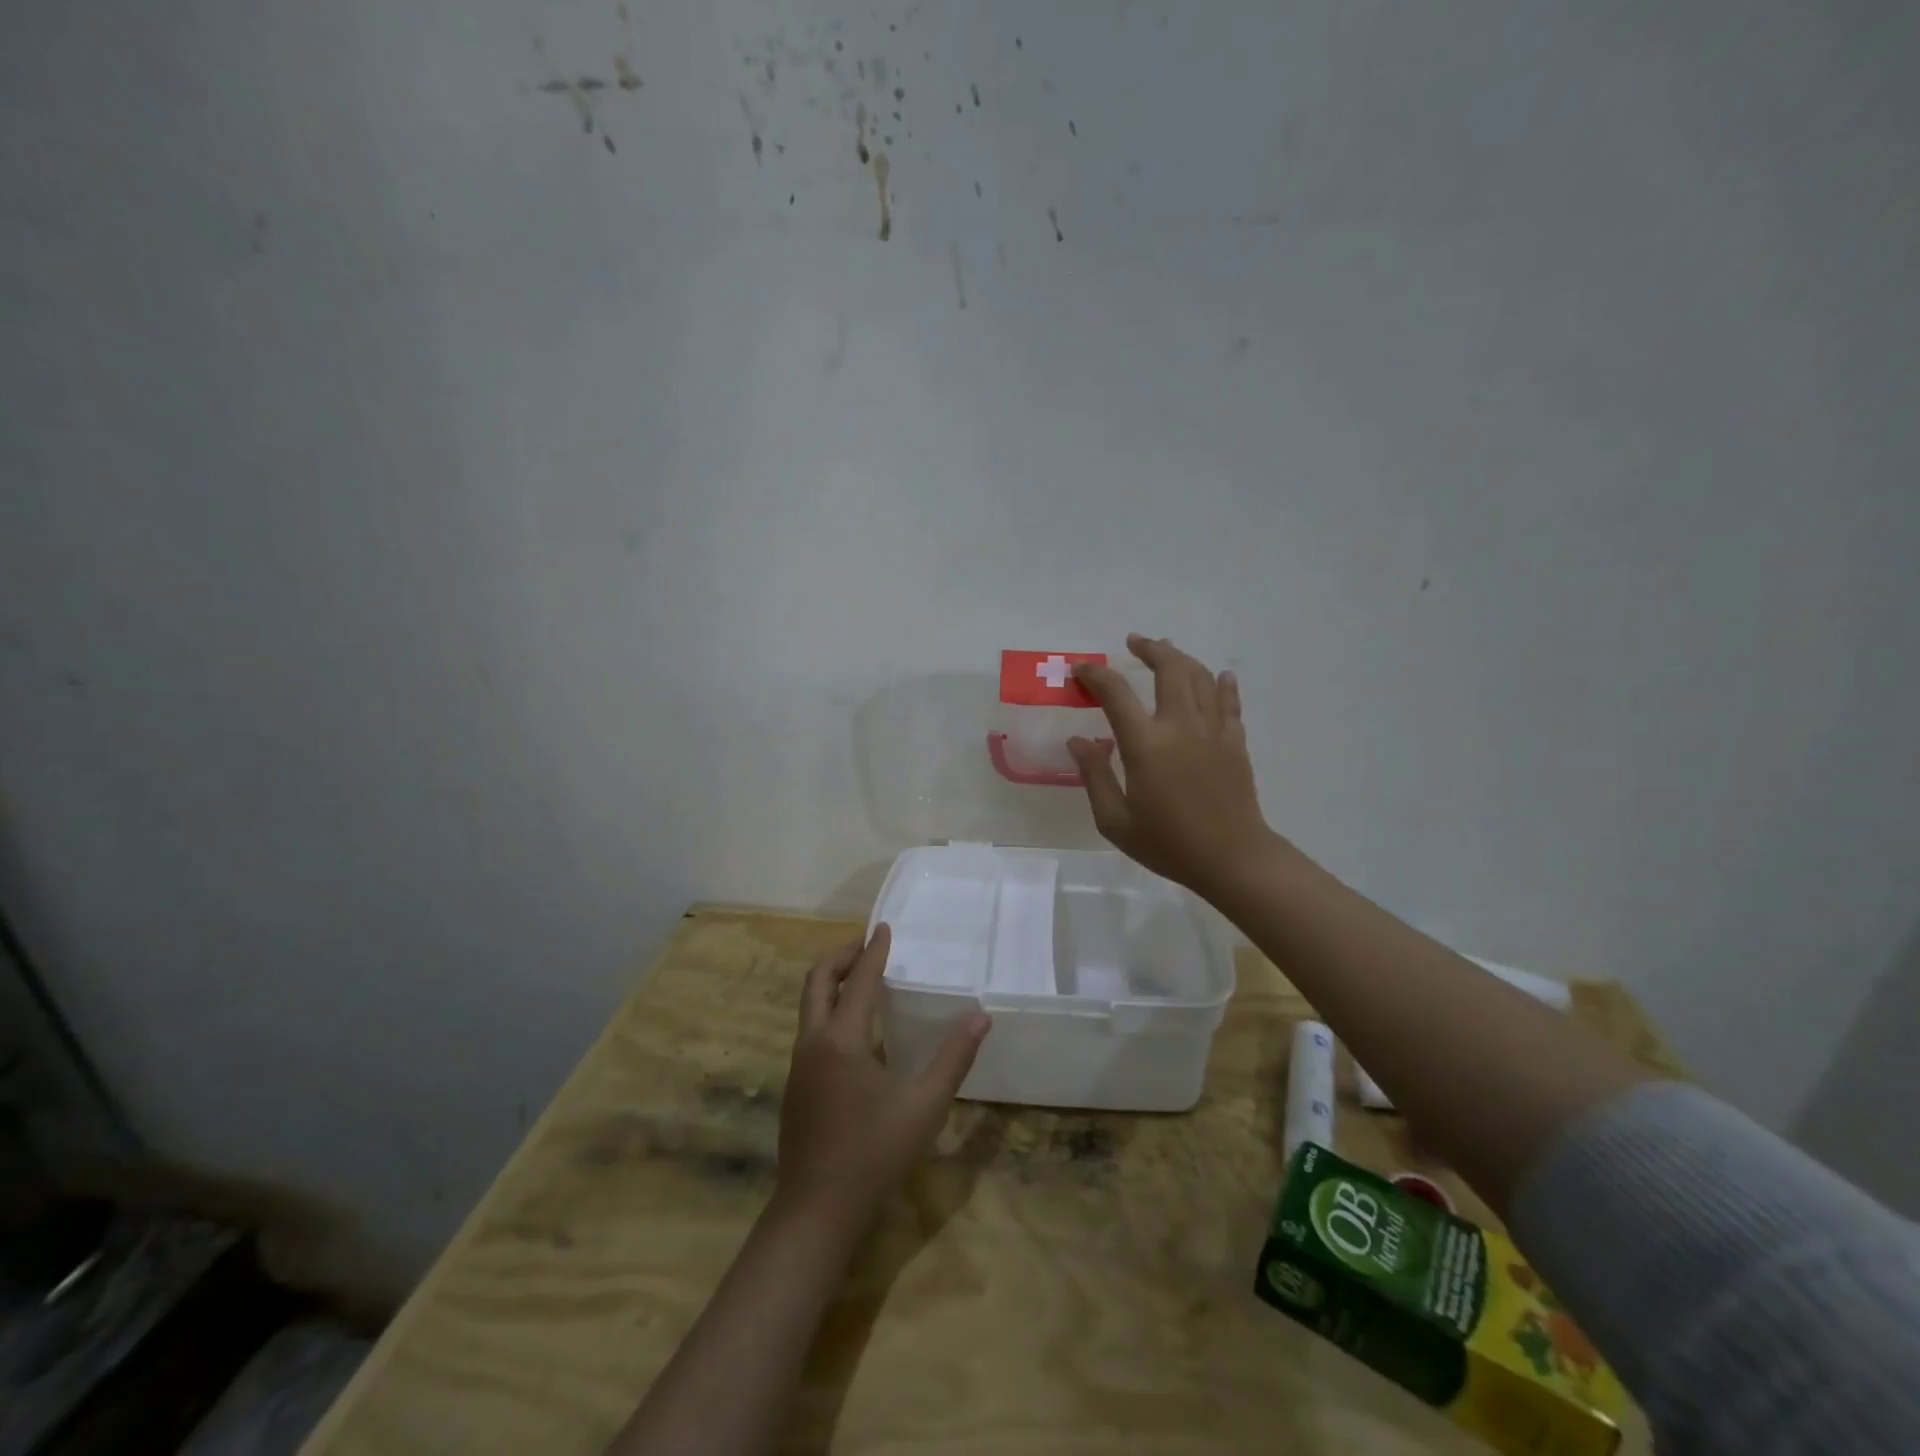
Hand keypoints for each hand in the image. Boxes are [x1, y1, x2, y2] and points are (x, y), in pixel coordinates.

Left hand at [775, 925, 990, 1238]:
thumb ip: (953, 1059)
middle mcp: (813, 1043)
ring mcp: (798, 1065)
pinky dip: (828, 1008)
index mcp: (841, 1041)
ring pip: (808, 1005)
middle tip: (866, 943)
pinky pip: (810, 1028)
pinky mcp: (795, 1085)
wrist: (815, 1213)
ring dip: (831, 981)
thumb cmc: (873, 1156)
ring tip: (861, 976)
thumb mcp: (924, 1108)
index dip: (873, 951)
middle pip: (817, 981)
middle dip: (840, 956)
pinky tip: (854, 1027)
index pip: (857, 980)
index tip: (884, 927)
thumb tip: (981, 1016)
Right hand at [1068, 634, 1281, 900]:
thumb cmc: (1168, 843)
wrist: (1233, 859)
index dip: (1095, 675)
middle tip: (1134, 643)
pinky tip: (1220, 676)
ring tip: (1167, 652)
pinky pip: (1229, 701)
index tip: (1081, 670)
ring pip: (1201, 677)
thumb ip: (1094, 775)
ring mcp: (1213, 730)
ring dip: (1181, 658)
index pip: (1115, 693)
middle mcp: (1181, 726)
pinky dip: (1222, 684)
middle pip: (1169, 668)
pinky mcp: (1235, 741)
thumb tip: (1079, 740)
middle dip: (1149, 649)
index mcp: (1146, 744)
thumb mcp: (1114, 820)